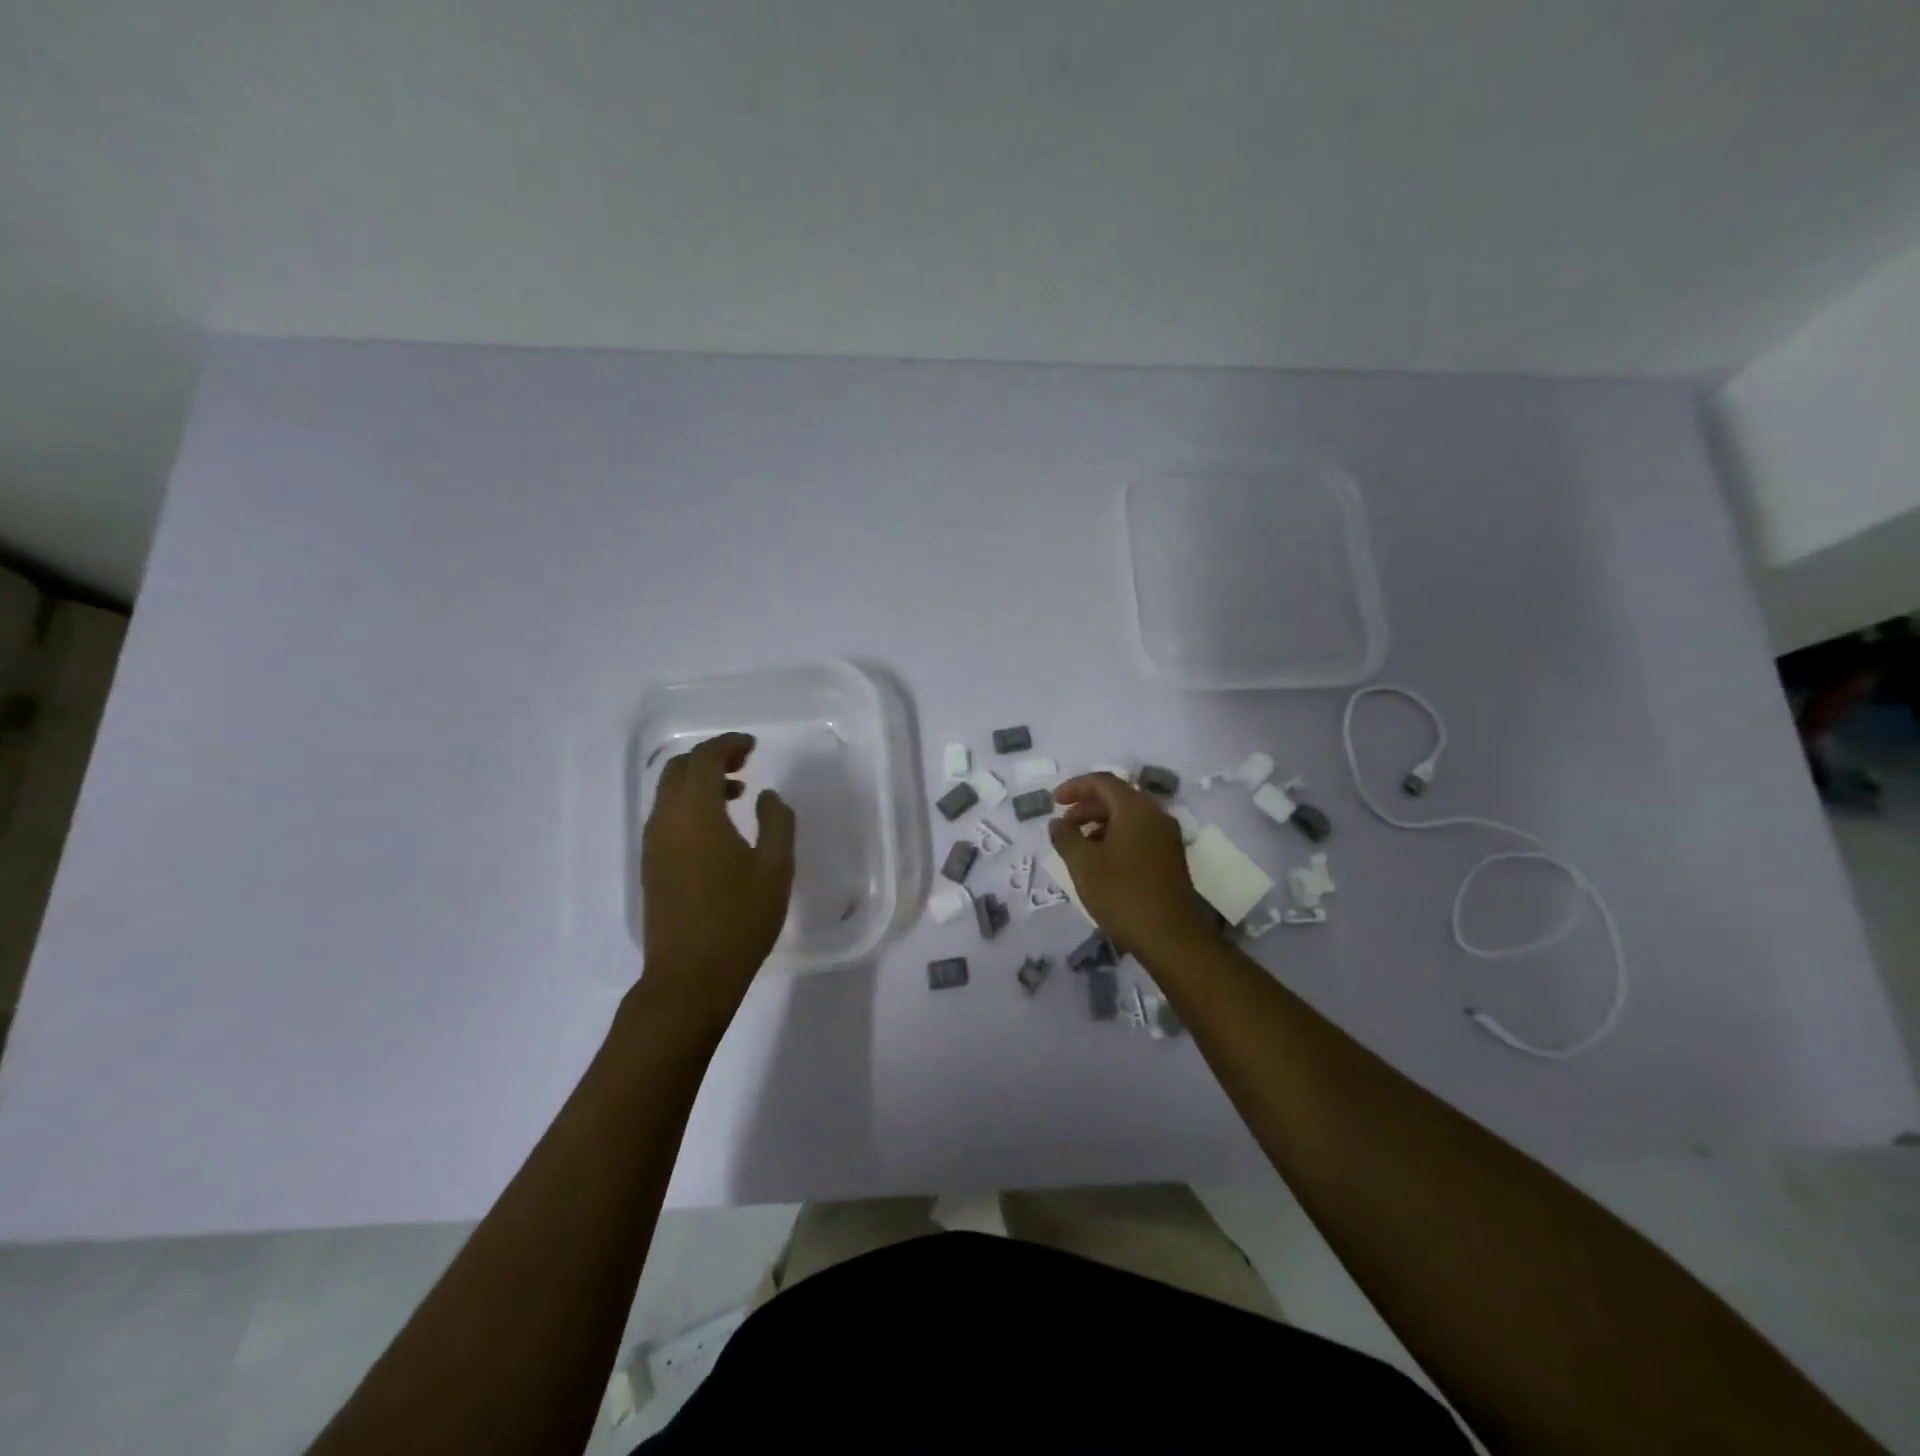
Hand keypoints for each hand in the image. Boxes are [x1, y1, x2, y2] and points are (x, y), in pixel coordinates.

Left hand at [639, 733, 795, 1028]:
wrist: (689, 978)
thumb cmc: (739, 920)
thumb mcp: (776, 869)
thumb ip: (777, 822)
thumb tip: (766, 796)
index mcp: (695, 814)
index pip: (704, 760)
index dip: (728, 745)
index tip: (753, 746)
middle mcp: (666, 821)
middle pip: (679, 770)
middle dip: (710, 758)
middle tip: (745, 762)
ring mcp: (653, 845)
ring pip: (669, 793)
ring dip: (699, 782)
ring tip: (737, 793)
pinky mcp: (651, 866)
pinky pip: (667, 816)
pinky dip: (690, 805)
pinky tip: (719, 828)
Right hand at [1049, 773, 1216, 960]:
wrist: (1172, 937)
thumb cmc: (1122, 894)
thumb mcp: (1083, 864)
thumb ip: (1065, 837)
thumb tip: (1058, 823)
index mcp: (1136, 809)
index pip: (1103, 781)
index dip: (1075, 787)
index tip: (1054, 802)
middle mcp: (1156, 816)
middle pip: (1117, 798)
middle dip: (1086, 807)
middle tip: (1063, 826)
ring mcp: (1166, 838)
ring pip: (1128, 818)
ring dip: (1100, 824)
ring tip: (1078, 846)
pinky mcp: (1170, 859)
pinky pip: (1139, 835)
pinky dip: (1115, 838)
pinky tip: (1101, 863)